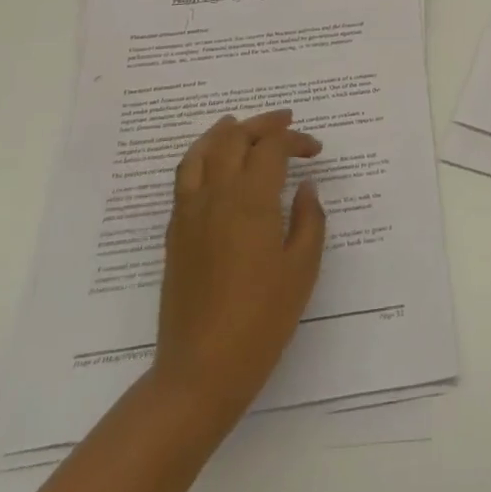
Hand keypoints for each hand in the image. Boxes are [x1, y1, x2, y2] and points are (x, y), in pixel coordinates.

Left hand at [151, 109, 325, 425]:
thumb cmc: (262, 319)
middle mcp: (215, 197)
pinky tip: (213, 167)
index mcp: (250, 201)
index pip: (271, 148)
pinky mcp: (175, 235)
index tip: (315, 151)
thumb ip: (309, 220)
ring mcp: (189, 215)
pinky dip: (200, 157)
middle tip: (285, 122)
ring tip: (239, 124)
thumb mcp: (302, 268)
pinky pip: (184, 178)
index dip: (295, 140)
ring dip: (223, 132)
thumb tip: (306, 187)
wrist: (201, 370)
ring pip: (199, 153)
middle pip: (232, 139)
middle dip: (261, 124)